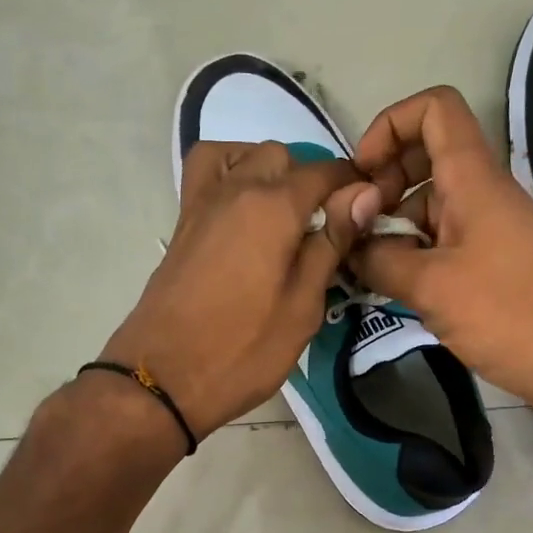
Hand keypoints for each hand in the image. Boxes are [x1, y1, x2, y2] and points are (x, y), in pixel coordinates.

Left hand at [101, 141, 381, 438]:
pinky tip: (246, 210)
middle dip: (310, 179)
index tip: (369, 211)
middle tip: (325, 228)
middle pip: (282, 156)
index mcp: (273, 207)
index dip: (353, 186)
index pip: (325, 173)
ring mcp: (203, 203)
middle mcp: (236, 189)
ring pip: (242, 155)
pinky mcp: (183, 222)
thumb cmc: (243, 350)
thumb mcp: (303, 306)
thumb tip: (364, 194)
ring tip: (284, 213)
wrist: (163, 378)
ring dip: (269, 171)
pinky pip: (209, 173)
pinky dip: (232, 173)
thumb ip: (331, 243)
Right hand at [350, 86, 532, 426]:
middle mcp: (483, 193)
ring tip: (368, 269)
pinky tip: (395, 288)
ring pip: (431, 203)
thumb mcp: (430, 287)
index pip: (435, 109)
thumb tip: (349, 245)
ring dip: (395, 226)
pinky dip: (415, 253)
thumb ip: (379, 258)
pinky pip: (445, 239)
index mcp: (474, 179)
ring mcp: (490, 228)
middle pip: (427, 155)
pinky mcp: (494, 261)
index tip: (363, 174)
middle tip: (359, 228)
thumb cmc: (507, 315)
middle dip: (384, 182)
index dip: (390, 125)